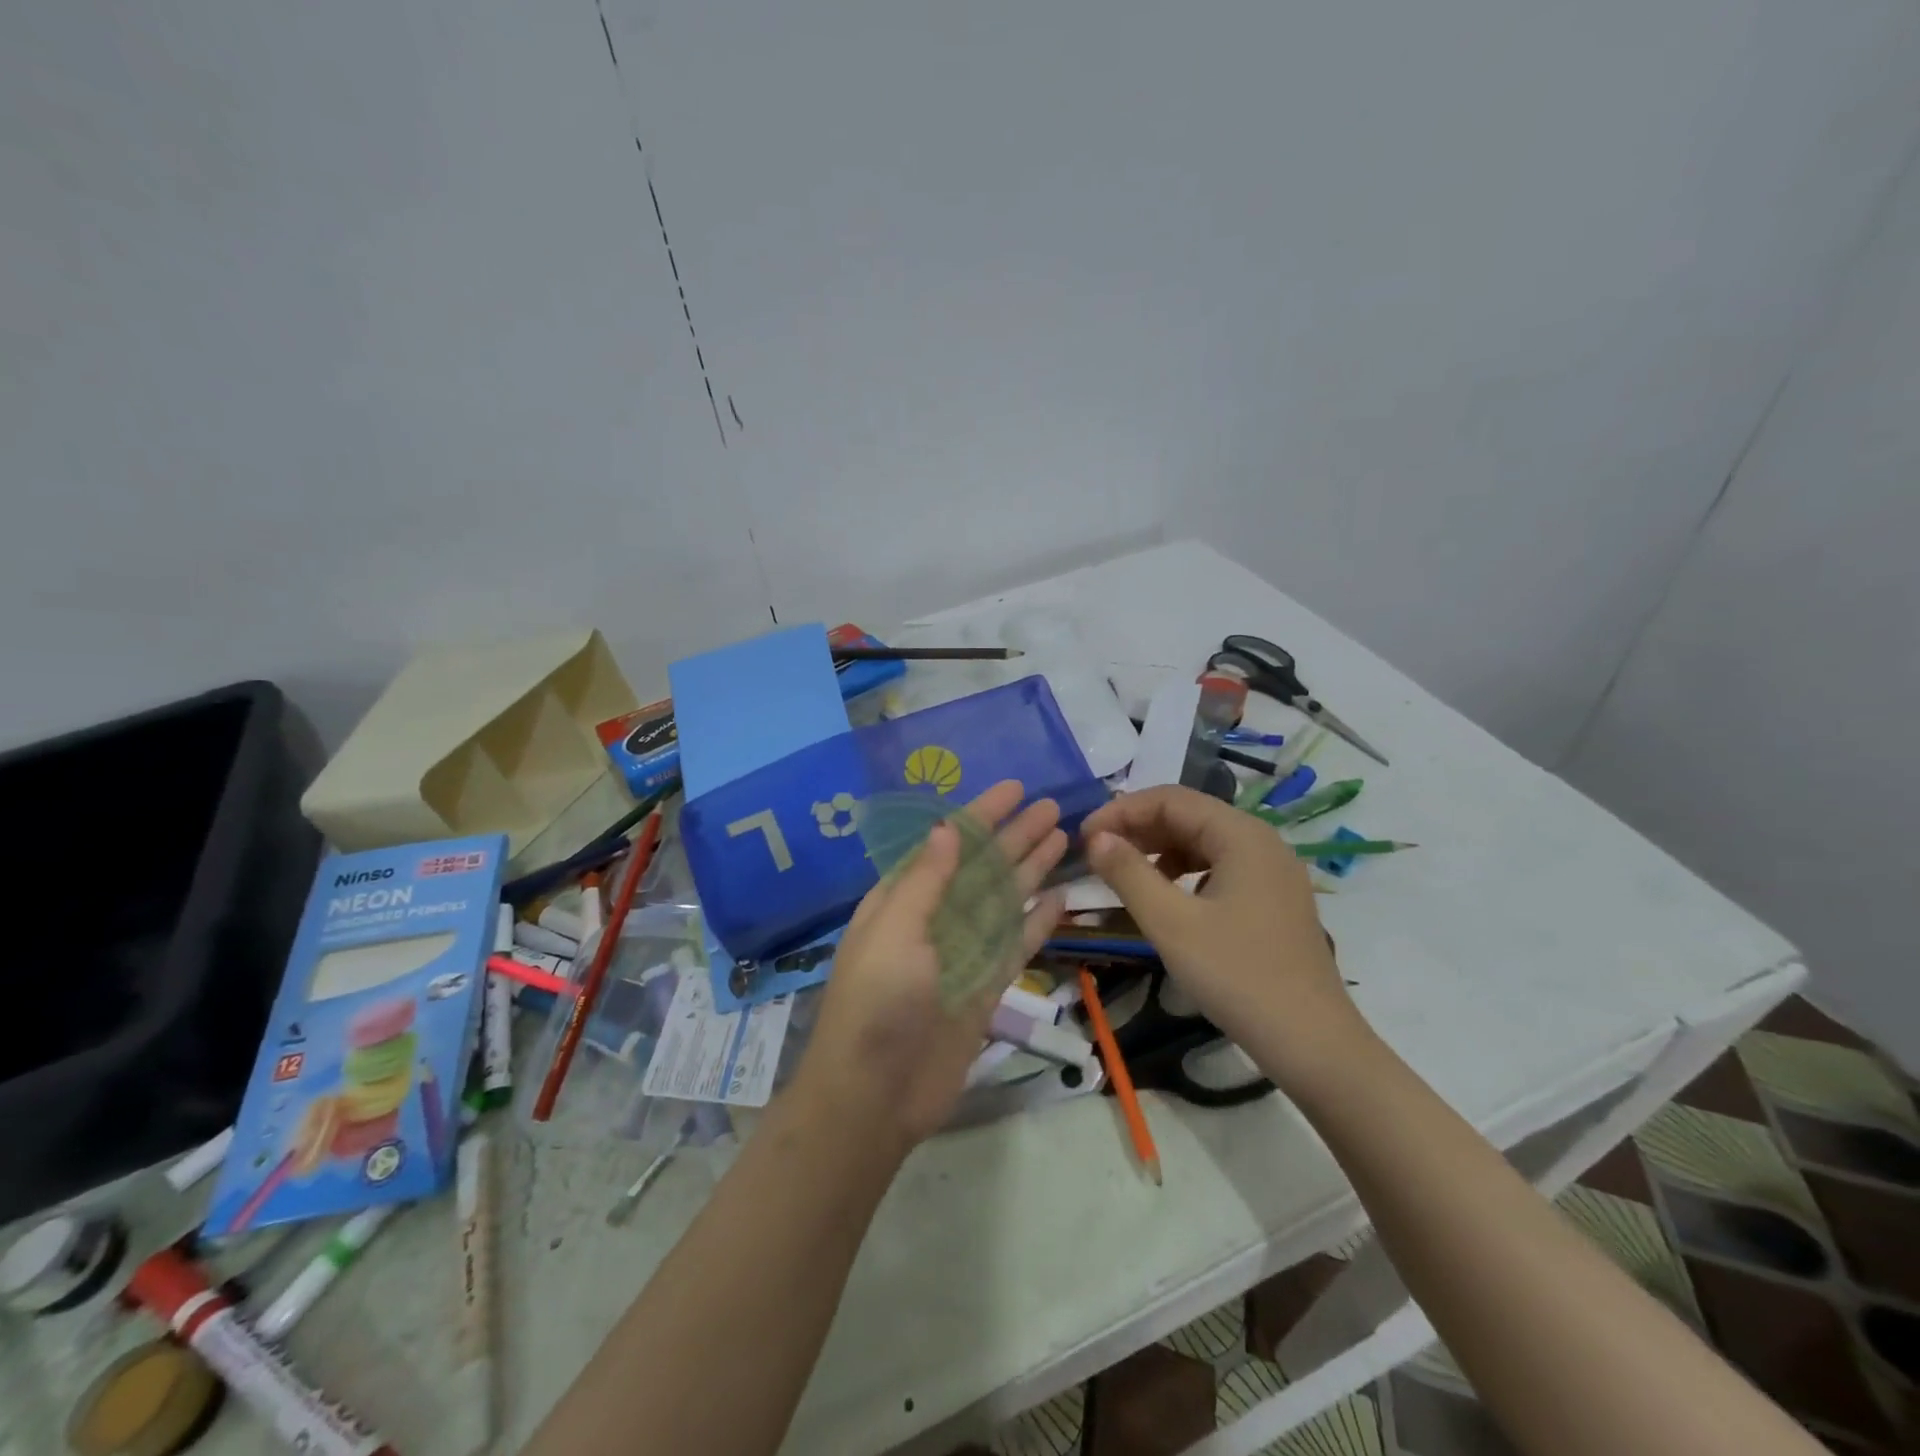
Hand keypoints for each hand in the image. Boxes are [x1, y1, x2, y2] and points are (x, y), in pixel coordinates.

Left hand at [794, 780, 1068, 1150]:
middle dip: (1015, 836)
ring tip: (1063, 837)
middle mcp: (933, 919)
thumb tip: (949, 826)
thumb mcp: (894, 931)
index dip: (981, 815)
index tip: (1015, 788)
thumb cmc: (876, 1004)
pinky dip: (1037, 921)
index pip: (949, 844)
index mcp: (902, 899)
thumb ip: (926, 880)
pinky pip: (1015, 943)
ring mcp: (961, 953)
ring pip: (1003, 900)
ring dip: (1030, 868)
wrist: (874, 1097)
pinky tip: (1061, 897)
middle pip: (982, 867)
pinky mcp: (984, 987)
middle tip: (1053, 807)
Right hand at [1082, 785, 1367, 1088]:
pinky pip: (1220, 867)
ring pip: (1204, 841)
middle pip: (1189, 815)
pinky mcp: (1274, 899)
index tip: (1084, 836)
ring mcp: (1272, 871)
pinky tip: (1166, 897)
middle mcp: (1261, 841)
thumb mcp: (1171, 924)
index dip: (1121, 811)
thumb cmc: (1236, 977)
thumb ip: (1128, 873)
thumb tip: (1096, 837)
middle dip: (1138, 828)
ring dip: (1159, 849)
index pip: (1170, 799)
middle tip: (1096, 853)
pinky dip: (1184, 872)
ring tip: (1124, 873)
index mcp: (1242, 835)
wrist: (1312, 1043)